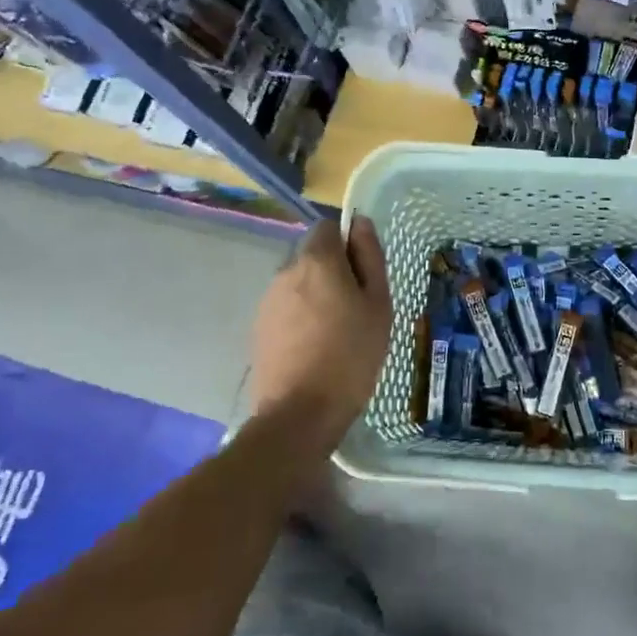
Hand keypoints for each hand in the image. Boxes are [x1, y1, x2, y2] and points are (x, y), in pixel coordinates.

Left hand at [248, 218, 391, 449]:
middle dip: (333, 272)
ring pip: (299, 283)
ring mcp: (267, 300)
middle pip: (313, 256)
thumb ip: (370, 257)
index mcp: (317, 260)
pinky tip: (316, 348)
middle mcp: (286, 271)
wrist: (300, 413)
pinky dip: (301, 318)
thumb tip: (360, 223)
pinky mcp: (259, 328)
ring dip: (317, 296)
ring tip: (337, 333)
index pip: (328, 227)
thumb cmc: (352, 354)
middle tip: (357, 308)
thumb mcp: (378, 303)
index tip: (364, 273)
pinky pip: (286, 309)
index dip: (348, 243)